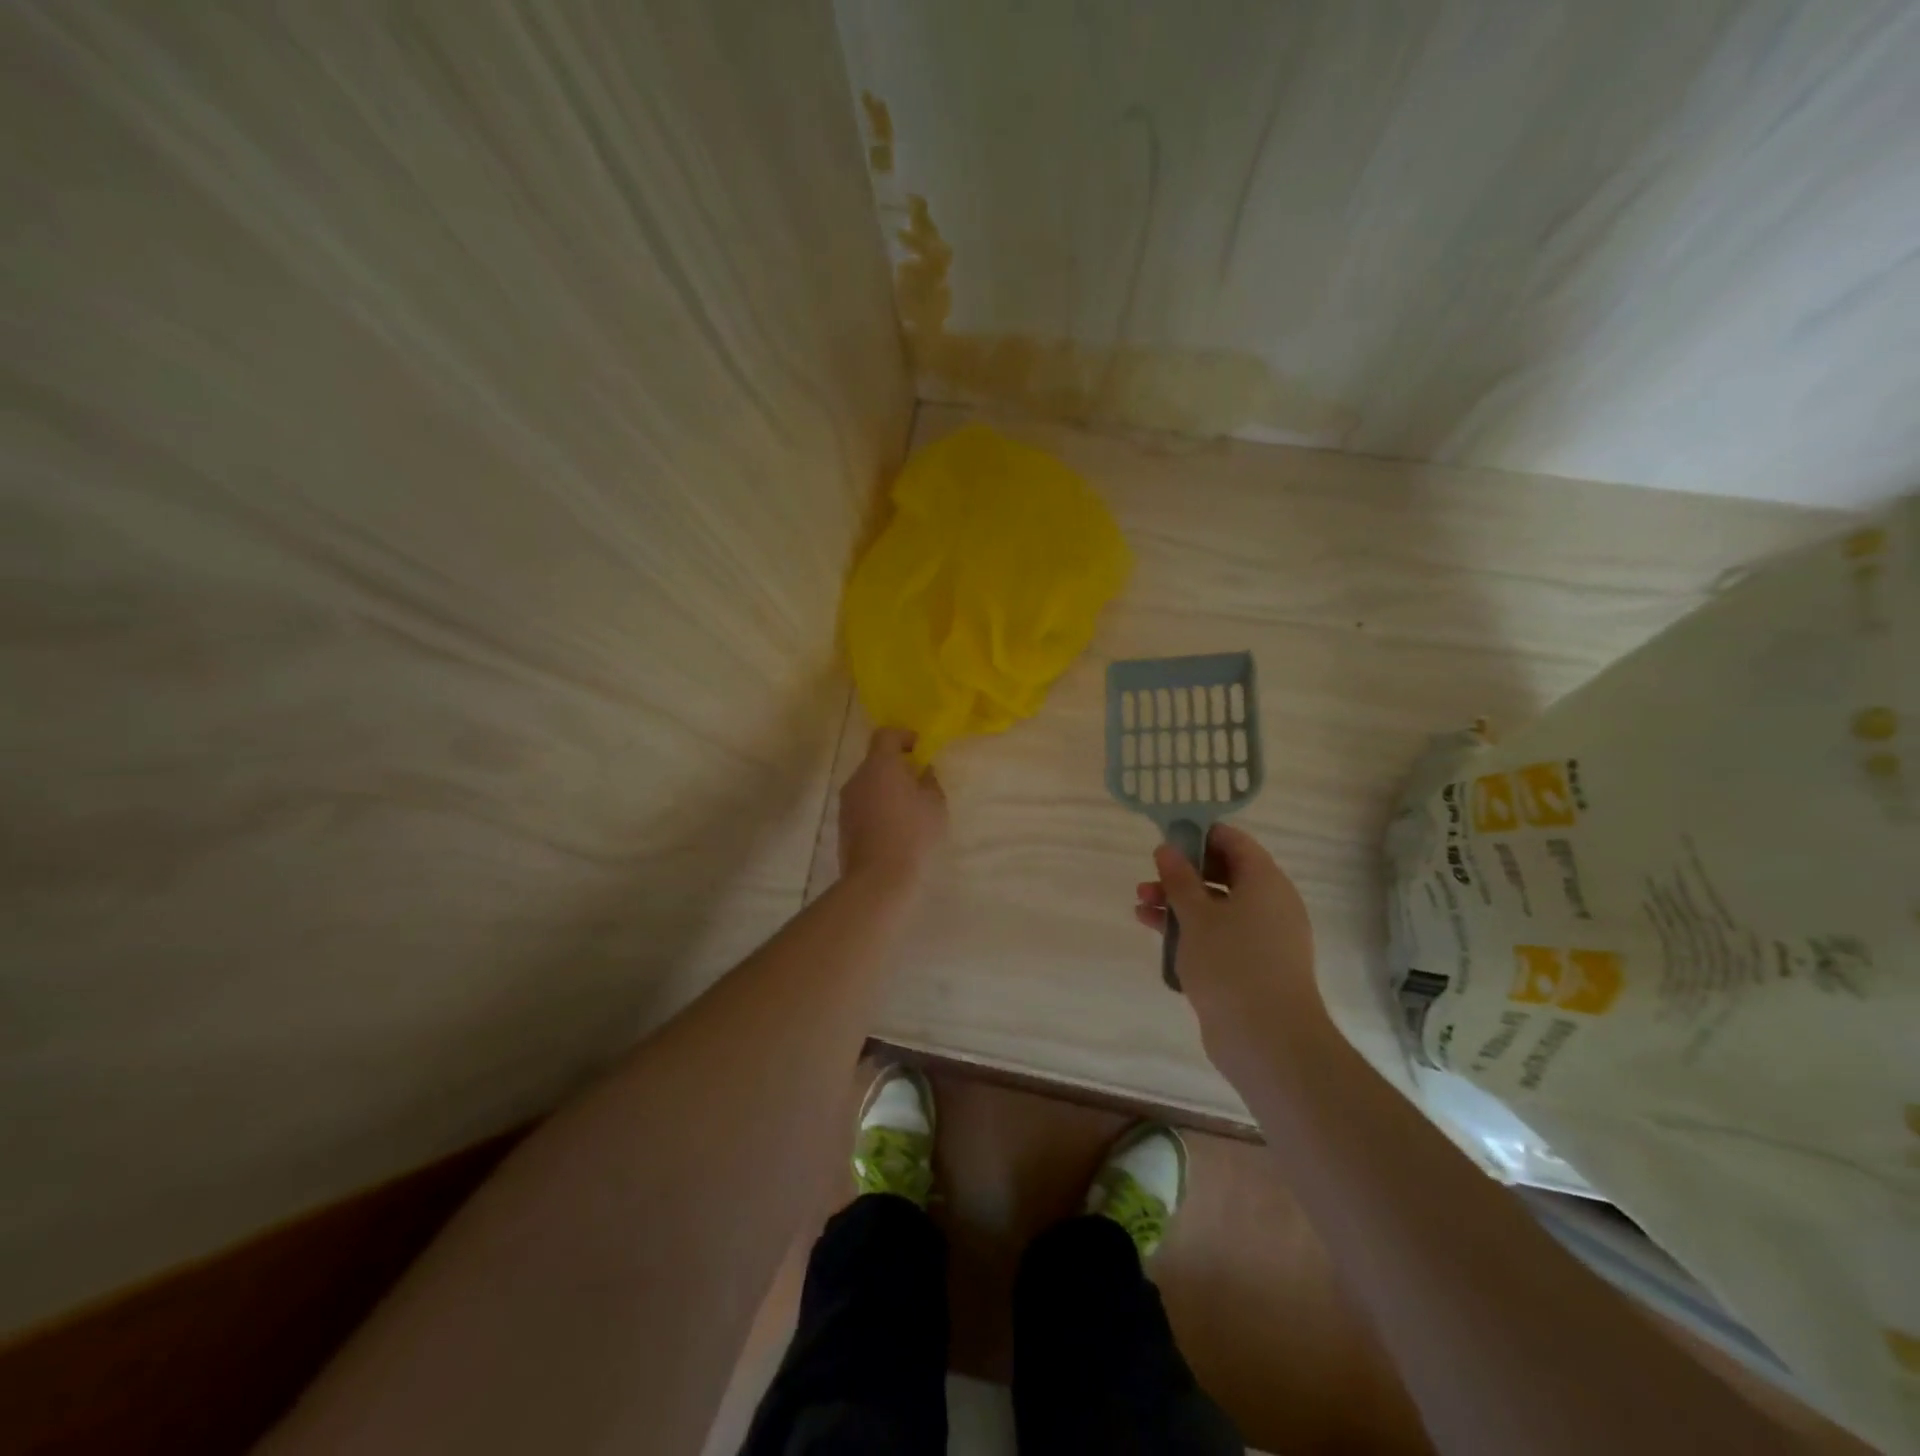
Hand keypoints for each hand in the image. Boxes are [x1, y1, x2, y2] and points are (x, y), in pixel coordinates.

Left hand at [838, 728, 947, 890]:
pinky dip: (877, 807)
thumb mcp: (934, 804)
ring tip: (908, 808)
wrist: (878, 877)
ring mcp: (846, 802)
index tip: (919, 747)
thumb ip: (930, 781)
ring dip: (886, 788)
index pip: (885, 735)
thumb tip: (923, 771)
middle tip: (918, 781)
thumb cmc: (912, 832)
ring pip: (868, 784)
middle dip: (896, 766)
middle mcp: (857, 777)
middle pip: (876, 760)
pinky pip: (863, 805)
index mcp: (880, 765)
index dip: (903, 736)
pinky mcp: (843, 824)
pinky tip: (894, 827)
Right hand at [1134, 822, 1324, 1076]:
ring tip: (1140, 907)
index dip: (1199, 835)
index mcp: (1265, 882)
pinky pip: (1220, 936)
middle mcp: (1270, 904)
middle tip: (1149, 878)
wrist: (1268, 1040)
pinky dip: (1191, 931)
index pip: (1233, 842)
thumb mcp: (1197, 915)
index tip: (1165, 840)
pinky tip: (1157, 936)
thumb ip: (1179, 878)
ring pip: (1218, 907)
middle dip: (1182, 874)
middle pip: (1224, 874)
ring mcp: (1264, 938)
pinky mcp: (1254, 967)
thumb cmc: (1231, 963)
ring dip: (1180, 904)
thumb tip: (1167, 848)